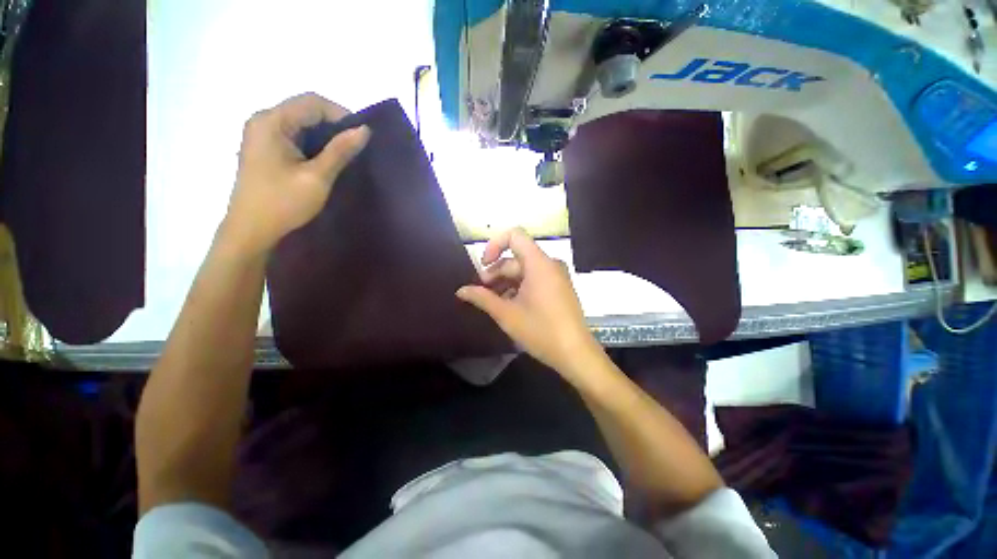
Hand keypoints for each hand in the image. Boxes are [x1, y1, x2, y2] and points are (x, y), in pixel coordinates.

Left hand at [222, 92, 369, 256]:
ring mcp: (260, 134)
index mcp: (271, 121)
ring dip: (324, 136)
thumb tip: (364, 130)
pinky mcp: (263, 147)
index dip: (341, 115)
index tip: (361, 137)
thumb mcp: (317, 177)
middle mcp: (263, 120)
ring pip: (300, 123)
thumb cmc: (283, 203)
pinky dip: (312, 143)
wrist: (251, 230)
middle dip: (333, 125)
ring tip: (343, 156)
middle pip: (305, 109)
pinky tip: (323, 161)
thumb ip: (340, 151)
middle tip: (355, 149)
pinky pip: (293, 135)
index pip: (313, 102)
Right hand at [457, 228, 601, 376]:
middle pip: (516, 257)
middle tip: (482, 292)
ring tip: (493, 302)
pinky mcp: (559, 288)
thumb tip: (460, 290)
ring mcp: (556, 276)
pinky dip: (519, 287)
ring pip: (524, 270)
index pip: (514, 235)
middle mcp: (550, 264)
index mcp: (539, 263)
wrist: (576, 354)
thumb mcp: (507, 314)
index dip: (494, 245)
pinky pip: (535, 279)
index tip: (483, 265)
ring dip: (506, 282)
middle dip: (496, 272)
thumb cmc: (540, 331)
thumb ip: (482, 298)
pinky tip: (509, 305)